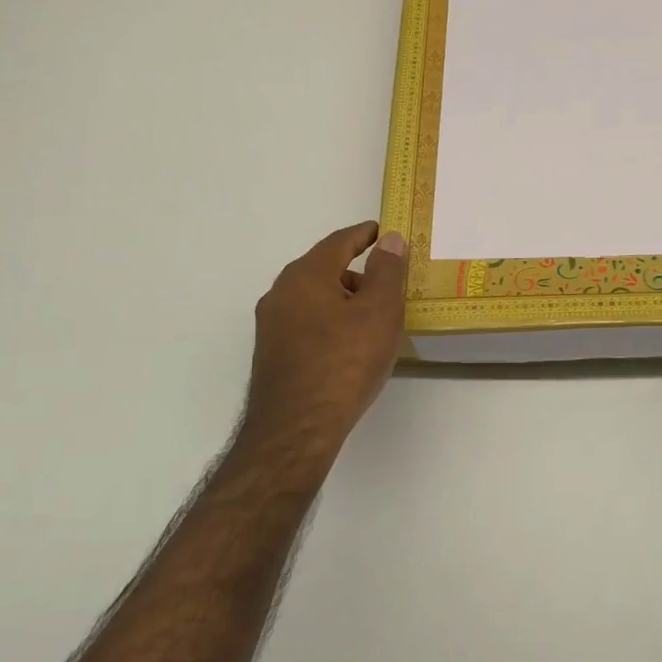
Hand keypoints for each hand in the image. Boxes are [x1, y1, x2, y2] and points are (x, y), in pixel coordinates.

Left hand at [244, 222, 408, 451]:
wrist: (297, 428)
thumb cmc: (344, 362)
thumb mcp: (379, 311)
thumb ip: (387, 270)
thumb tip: (390, 240)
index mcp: (305, 275)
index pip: (339, 242)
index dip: (364, 235)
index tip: (382, 232)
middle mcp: (281, 293)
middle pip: (323, 269)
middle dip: (356, 270)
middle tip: (387, 281)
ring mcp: (271, 325)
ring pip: (313, 298)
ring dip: (342, 299)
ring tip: (373, 318)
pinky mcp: (271, 354)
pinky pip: (306, 323)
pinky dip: (329, 321)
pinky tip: (348, 345)